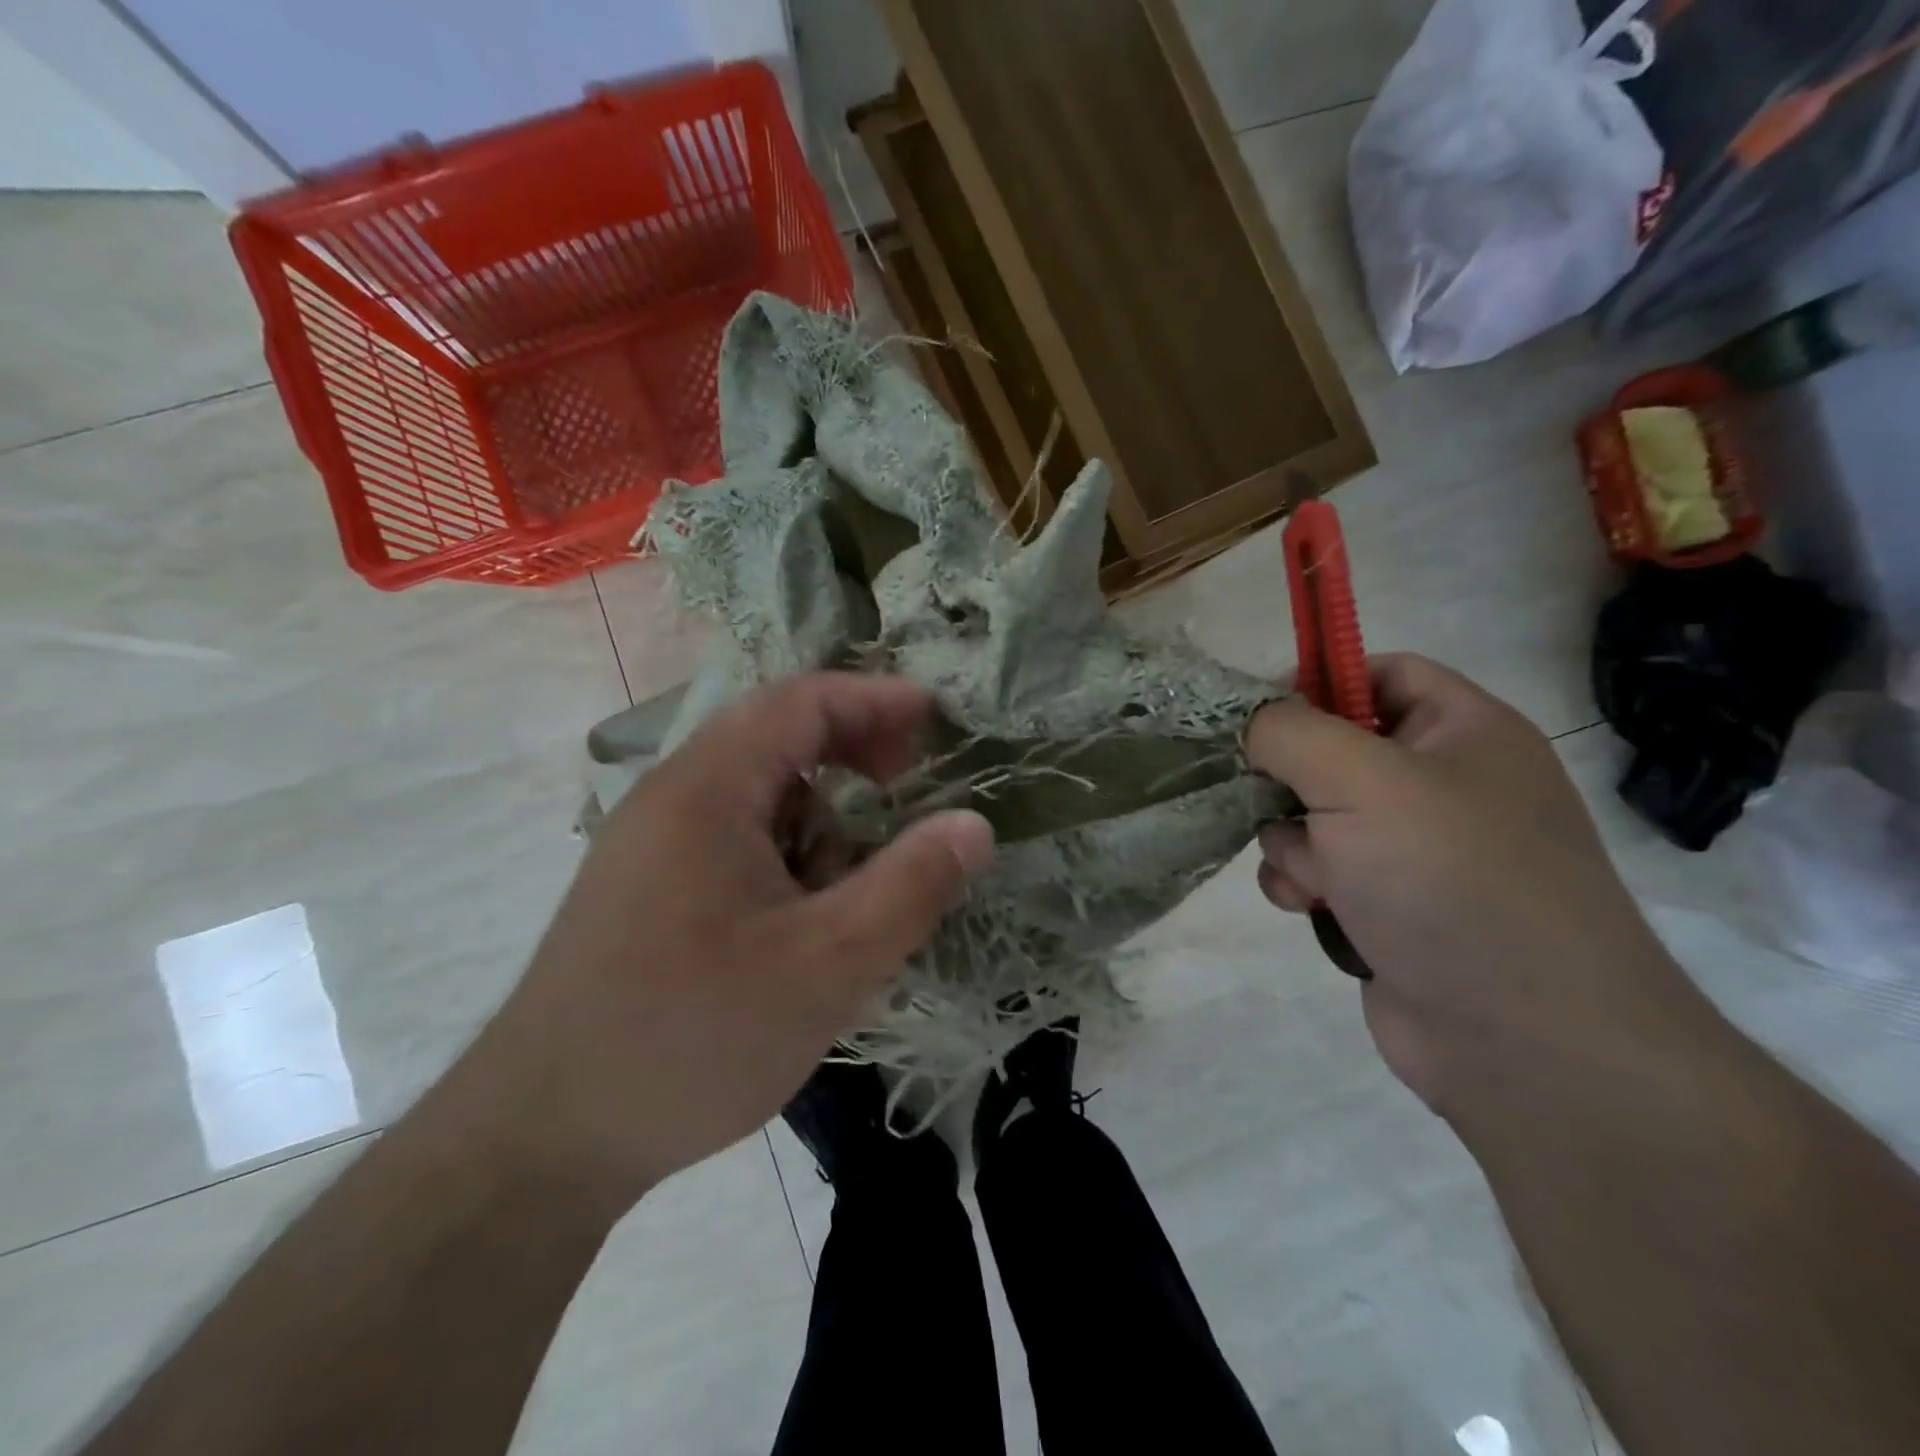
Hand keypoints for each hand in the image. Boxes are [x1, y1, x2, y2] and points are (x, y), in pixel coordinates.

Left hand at [457, 674, 994, 1214]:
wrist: (541, 1140)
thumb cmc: (692, 1038)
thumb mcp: (828, 965)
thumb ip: (911, 886)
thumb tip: (975, 825)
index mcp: (708, 789)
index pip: (802, 702)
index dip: (877, 700)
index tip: (937, 721)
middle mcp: (672, 797)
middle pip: (776, 738)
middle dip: (852, 752)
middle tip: (908, 786)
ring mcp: (651, 843)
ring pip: (758, 796)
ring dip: (819, 817)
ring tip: (854, 883)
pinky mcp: (646, 887)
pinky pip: (733, 839)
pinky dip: (786, 855)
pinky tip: (803, 921)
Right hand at [1245, 655, 1710, 1127]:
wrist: (1524, 1041)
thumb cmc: (1449, 879)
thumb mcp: (1360, 779)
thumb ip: (1289, 730)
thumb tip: (1252, 724)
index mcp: (1465, 733)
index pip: (1382, 673)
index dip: (1319, 684)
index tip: (1261, 718)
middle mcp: (1444, 787)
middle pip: (1334, 750)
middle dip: (1289, 779)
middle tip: (1270, 800)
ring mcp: (1417, 852)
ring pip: (1314, 816)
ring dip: (1290, 840)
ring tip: (1312, 876)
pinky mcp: (1389, 907)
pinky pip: (1320, 871)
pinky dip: (1302, 883)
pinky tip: (1310, 907)